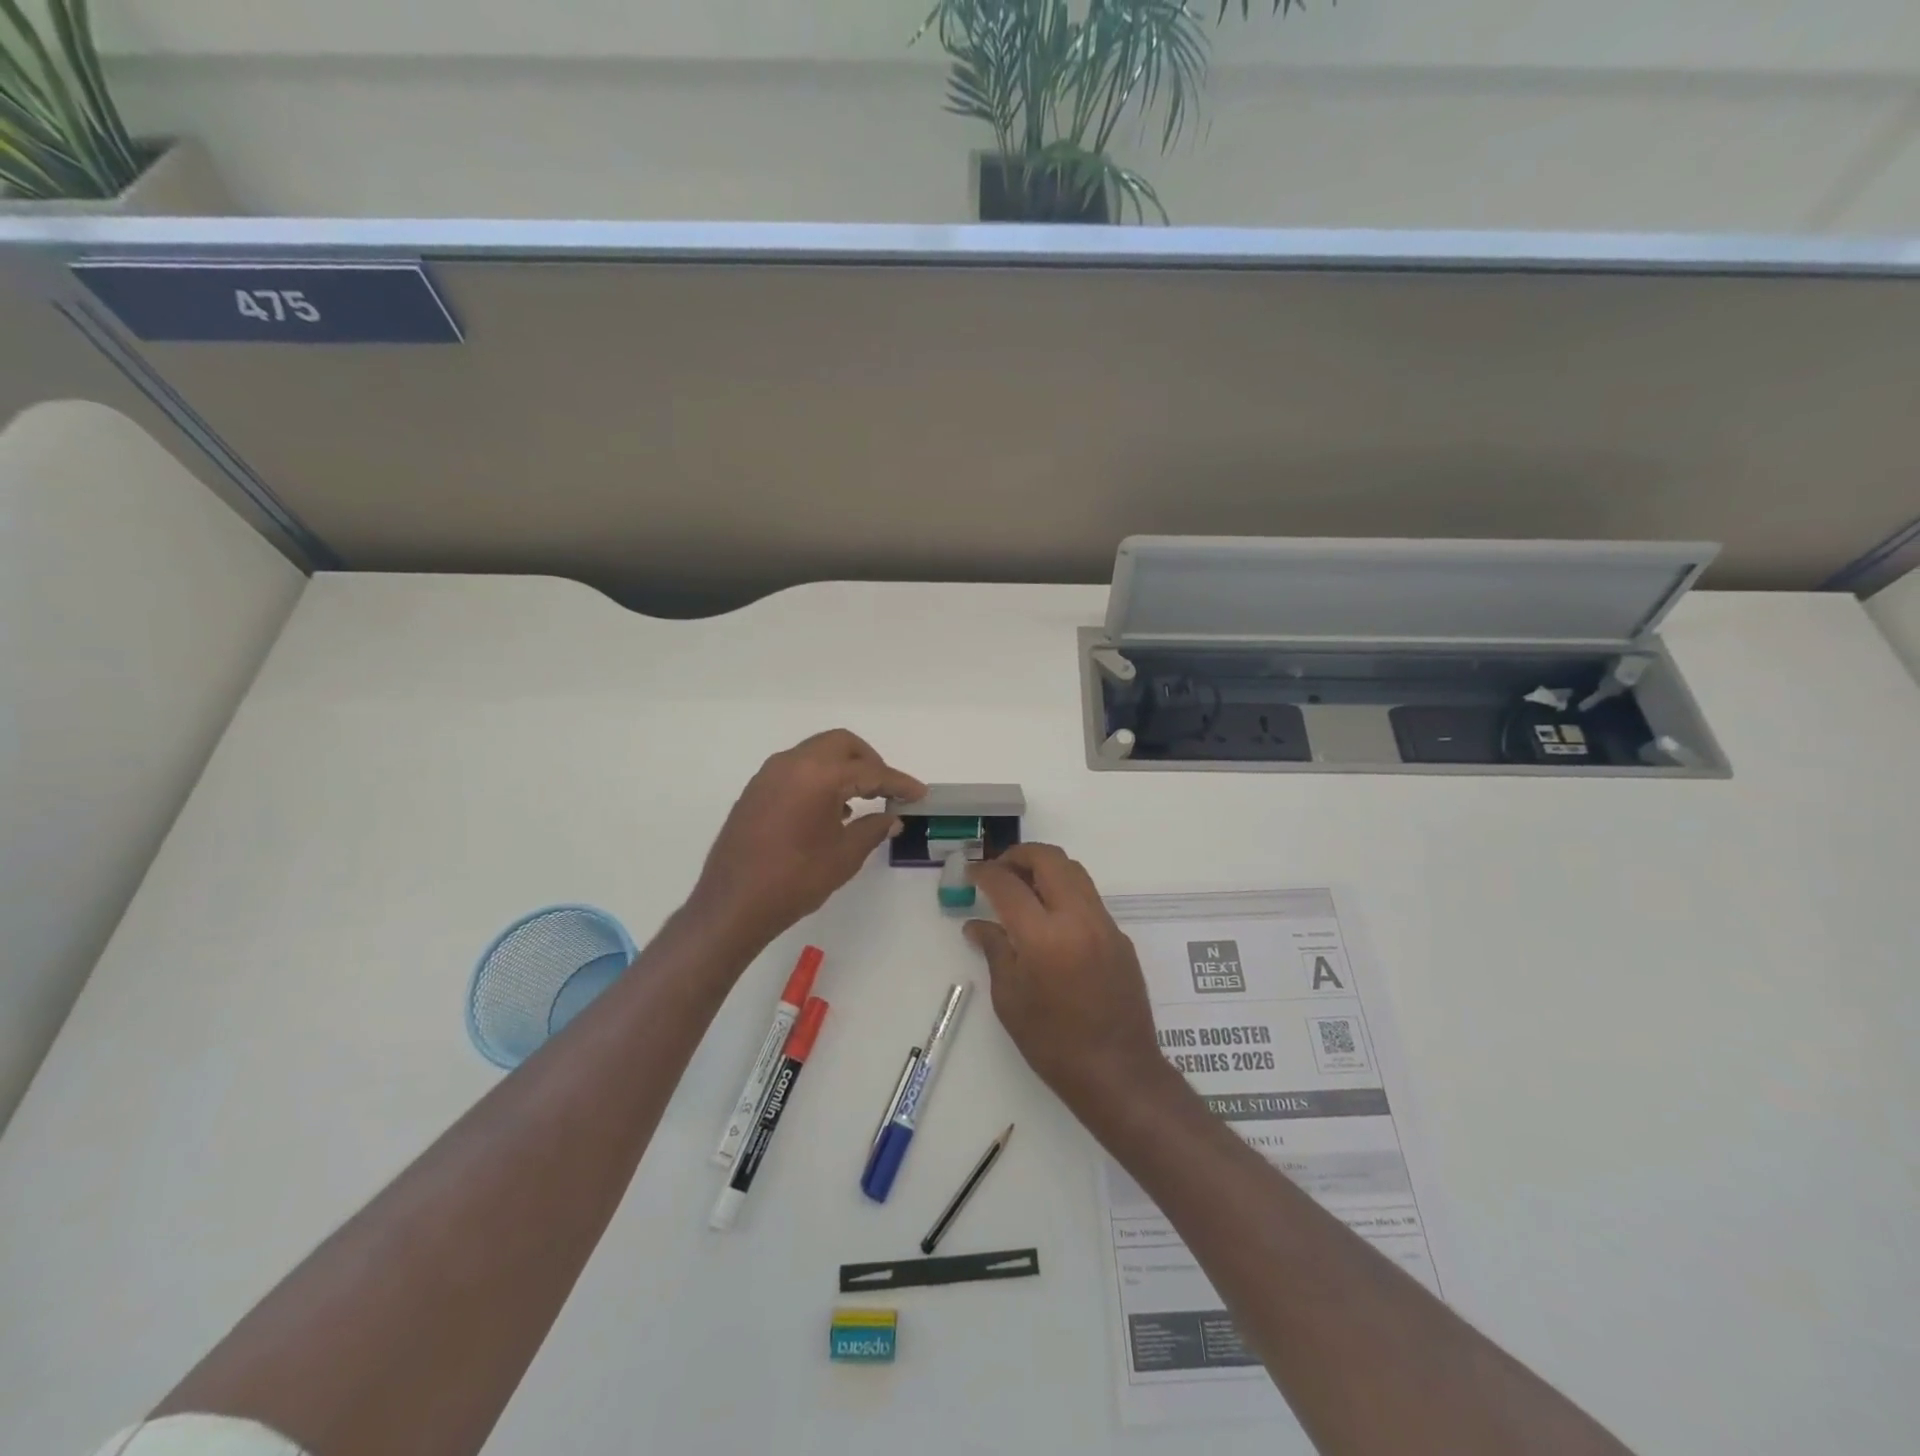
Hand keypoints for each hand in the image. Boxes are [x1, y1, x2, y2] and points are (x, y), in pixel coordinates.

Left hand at [692, 730, 923, 948]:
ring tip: (862, 800)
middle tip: (888, 789)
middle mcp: (792, 763)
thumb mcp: (844, 856)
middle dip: (870, 762)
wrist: (733, 904)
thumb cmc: (795, 880)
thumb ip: (873, 829)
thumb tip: (892, 818)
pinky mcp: (756, 790)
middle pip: (842, 745)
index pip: (869, 771)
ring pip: (817, 753)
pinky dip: (820, 777)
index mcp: (818, 775)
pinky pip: (797, 769)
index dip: (898, 782)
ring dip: (843, 767)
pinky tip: (831, 808)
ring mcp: (769, 774)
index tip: (919, 793)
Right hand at [965, 843, 1170, 1115]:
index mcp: (1044, 936)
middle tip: (999, 871)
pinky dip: (1065, 893)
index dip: (985, 872)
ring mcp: (1104, 924)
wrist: (1118, 1072)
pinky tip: (1050, 920)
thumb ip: (995, 951)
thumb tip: (976, 925)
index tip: (971, 872)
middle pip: (1049, 859)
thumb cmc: (1052, 1043)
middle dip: (1019, 855)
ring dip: (1045, 869)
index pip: (1008, 884)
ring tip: (1023, 888)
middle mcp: (1078, 918)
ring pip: (1074, 872)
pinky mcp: (1119, 937)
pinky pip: (1089, 898)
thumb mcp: (1010, 999)